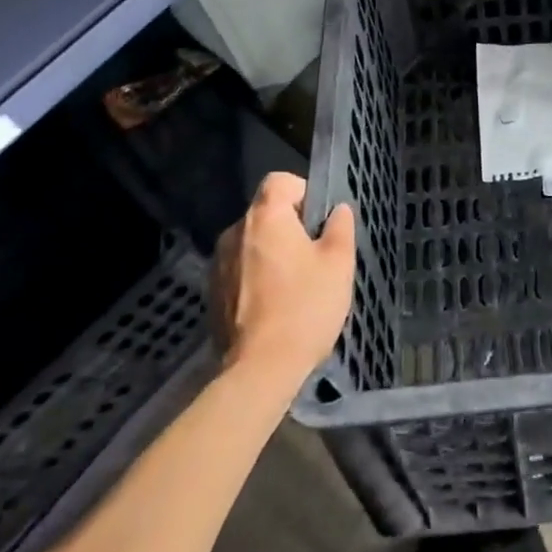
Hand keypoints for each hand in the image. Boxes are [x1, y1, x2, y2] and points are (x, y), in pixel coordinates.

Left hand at [212, 173, 355, 389]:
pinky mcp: (212, 295)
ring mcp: (218, 264)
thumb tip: (337, 210)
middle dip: (289, 227)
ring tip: (295, 285)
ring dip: (271, 254)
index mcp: (265, 217)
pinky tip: (274, 307)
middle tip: (314, 256)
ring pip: (252, 244)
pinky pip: (239, 271)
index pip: (279, 181)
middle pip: (265, 213)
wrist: (259, 371)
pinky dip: (256, 279)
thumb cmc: (305, 307)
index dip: (302, 191)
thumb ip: (340, 227)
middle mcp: (235, 232)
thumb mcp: (338, 263)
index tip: (318, 219)